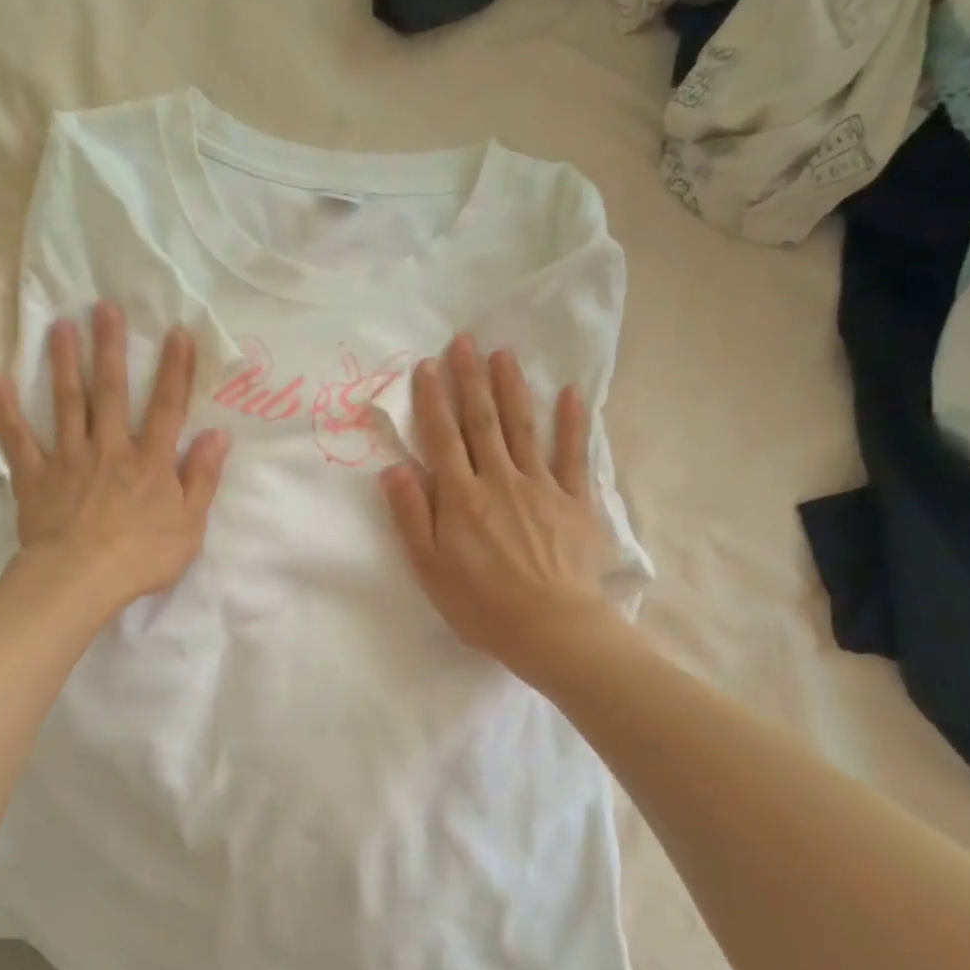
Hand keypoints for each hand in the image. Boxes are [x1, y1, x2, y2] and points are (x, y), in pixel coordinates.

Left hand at [0, 301, 229, 614]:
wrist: (81, 579)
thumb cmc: (142, 557)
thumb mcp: (189, 524)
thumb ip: (202, 478)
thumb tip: (218, 435)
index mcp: (149, 461)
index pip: (167, 407)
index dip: (175, 369)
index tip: (176, 331)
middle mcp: (110, 448)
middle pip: (111, 392)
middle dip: (110, 348)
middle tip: (104, 307)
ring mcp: (69, 459)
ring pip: (67, 404)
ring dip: (64, 363)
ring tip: (60, 327)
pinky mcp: (35, 476)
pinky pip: (17, 439)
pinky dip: (3, 411)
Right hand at [380, 336, 623, 680]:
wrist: (550, 628)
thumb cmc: (480, 604)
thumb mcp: (429, 567)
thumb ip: (411, 515)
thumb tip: (394, 468)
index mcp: (461, 498)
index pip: (442, 438)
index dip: (433, 400)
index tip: (426, 365)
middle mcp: (499, 480)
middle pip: (482, 422)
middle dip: (470, 379)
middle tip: (465, 341)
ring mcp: (540, 487)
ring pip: (523, 427)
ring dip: (512, 388)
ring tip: (504, 354)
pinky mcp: (575, 501)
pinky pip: (574, 455)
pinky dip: (573, 423)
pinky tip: (571, 394)